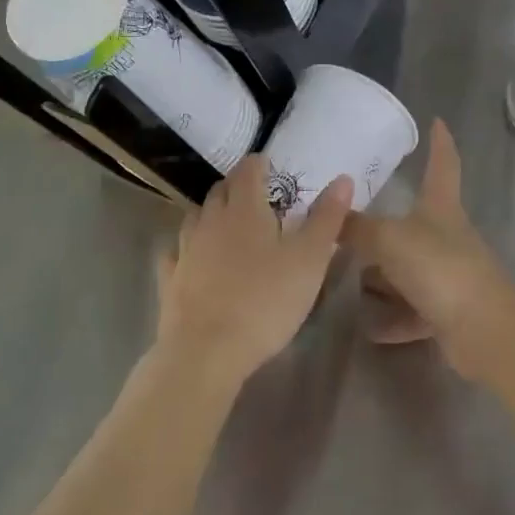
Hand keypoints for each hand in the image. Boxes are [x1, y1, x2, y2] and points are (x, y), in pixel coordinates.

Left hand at [156, 155, 351, 388]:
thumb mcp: (309, 260)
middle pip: (221, 190)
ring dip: (211, 212)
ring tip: (226, 222)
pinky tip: (191, 256)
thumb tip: (343, 178)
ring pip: (196, 217)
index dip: (259, 163)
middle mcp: (211, 220)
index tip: (269, 164)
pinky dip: (185, 247)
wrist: (206, 351)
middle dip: (237, 185)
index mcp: (245, 209)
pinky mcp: (170, 279)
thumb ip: (326, 218)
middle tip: (255, 193)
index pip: (248, 171)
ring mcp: (186, 249)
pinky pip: (175, 252)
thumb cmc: (265, 301)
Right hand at [343, 121, 514, 376]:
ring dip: (385, 276)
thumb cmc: (439, 268)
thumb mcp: (389, 240)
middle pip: (417, 222)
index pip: (443, 164)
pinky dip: (393, 317)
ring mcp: (449, 275)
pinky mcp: (448, 312)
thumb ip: (357, 228)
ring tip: (350, 280)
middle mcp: (447, 237)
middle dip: (387, 224)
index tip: (437, 121)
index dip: (440, 142)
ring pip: (410, 269)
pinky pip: (413, 310)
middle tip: (353, 222)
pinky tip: (369, 326)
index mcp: (441, 208)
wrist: (483, 329)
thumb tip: (329, 210)